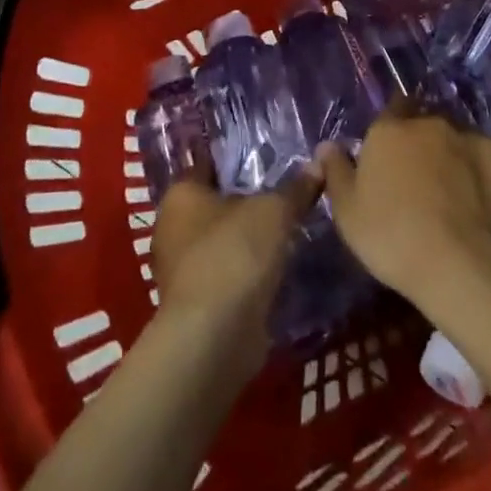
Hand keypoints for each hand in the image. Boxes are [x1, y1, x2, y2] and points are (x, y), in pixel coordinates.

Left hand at [150, 168, 321, 381]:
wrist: (214, 337)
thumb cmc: (234, 254)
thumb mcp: (274, 212)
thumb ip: (295, 188)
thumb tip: (319, 164)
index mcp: (180, 194)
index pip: (207, 163)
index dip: (234, 158)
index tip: (264, 154)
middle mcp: (171, 227)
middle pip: (213, 203)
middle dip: (243, 200)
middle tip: (282, 190)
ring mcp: (180, 268)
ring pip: (219, 240)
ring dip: (245, 239)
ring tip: (285, 228)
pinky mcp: (195, 302)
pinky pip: (225, 272)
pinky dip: (245, 270)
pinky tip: (274, 266)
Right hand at [315, 103, 490, 308]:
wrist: (461, 263)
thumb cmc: (392, 237)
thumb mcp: (347, 212)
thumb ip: (336, 171)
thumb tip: (327, 144)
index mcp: (388, 131)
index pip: (391, 108)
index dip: (392, 126)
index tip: (392, 151)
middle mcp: (428, 123)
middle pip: (424, 124)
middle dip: (422, 142)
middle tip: (420, 178)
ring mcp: (468, 136)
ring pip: (456, 138)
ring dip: (451, 155)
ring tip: (452, 192)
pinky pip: (486, 157)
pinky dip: (481, 171)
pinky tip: (480, 198)